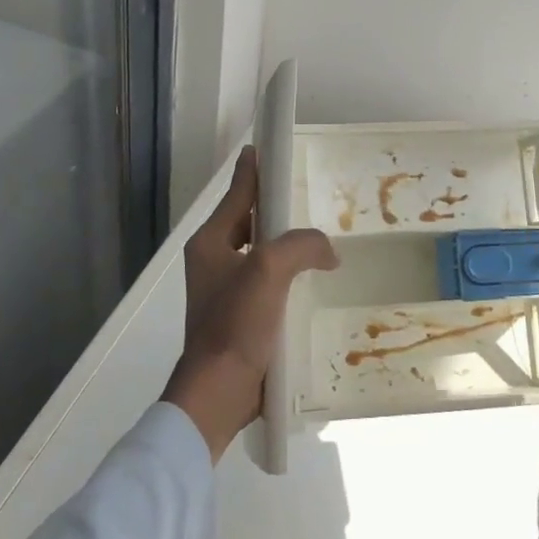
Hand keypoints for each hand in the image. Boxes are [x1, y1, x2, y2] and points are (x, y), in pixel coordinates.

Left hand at [163, 146, 339, 461]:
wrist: (219, 392)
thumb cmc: (236, 323)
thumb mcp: (270, 270)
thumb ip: (302, 245)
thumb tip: (327, 251)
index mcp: (211, 242)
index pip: (238, 193)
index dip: (253, 169)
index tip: (264, 146)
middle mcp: (213, 259)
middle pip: (248, 219)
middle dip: (273, 206)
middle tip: (304, 192)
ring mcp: (224, 289)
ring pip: (259, 250)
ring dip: (283, 241)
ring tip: (315, 235)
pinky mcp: (239, 314)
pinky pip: (267, 279)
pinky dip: (286, 272)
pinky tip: (310, 278)